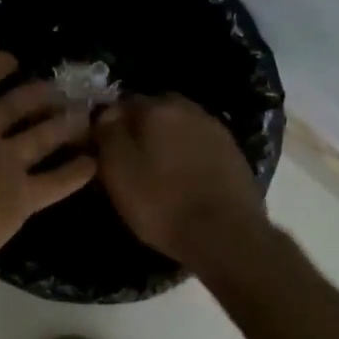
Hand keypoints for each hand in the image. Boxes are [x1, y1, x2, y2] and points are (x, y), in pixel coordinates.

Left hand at [0, 40, 96, 268]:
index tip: (25, 58)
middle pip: (14, 111)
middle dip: (40, 96)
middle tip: (76, 84)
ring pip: (39, 142)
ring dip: (64, 128)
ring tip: (93, 112)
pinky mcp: (19, 201)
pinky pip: (53, 183)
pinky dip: (74, 173)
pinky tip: (99, 159)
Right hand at [94, 95, 266, 266]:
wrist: (226, 236)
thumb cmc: (162, 203)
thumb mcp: (118, 170)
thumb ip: (108, 132)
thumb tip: (107, 112)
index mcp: (157, 107)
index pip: (123, 103)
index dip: (111, 125)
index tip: (105, 149)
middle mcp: (189, 108)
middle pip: (154, 113)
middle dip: (141, 131)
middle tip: (131, 162)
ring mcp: (215, 129)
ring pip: (179, 128)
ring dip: (167, 143)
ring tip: (158, 174)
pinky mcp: (234, 153)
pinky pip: (200, 146)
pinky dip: (189, 157)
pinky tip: (185, 181)